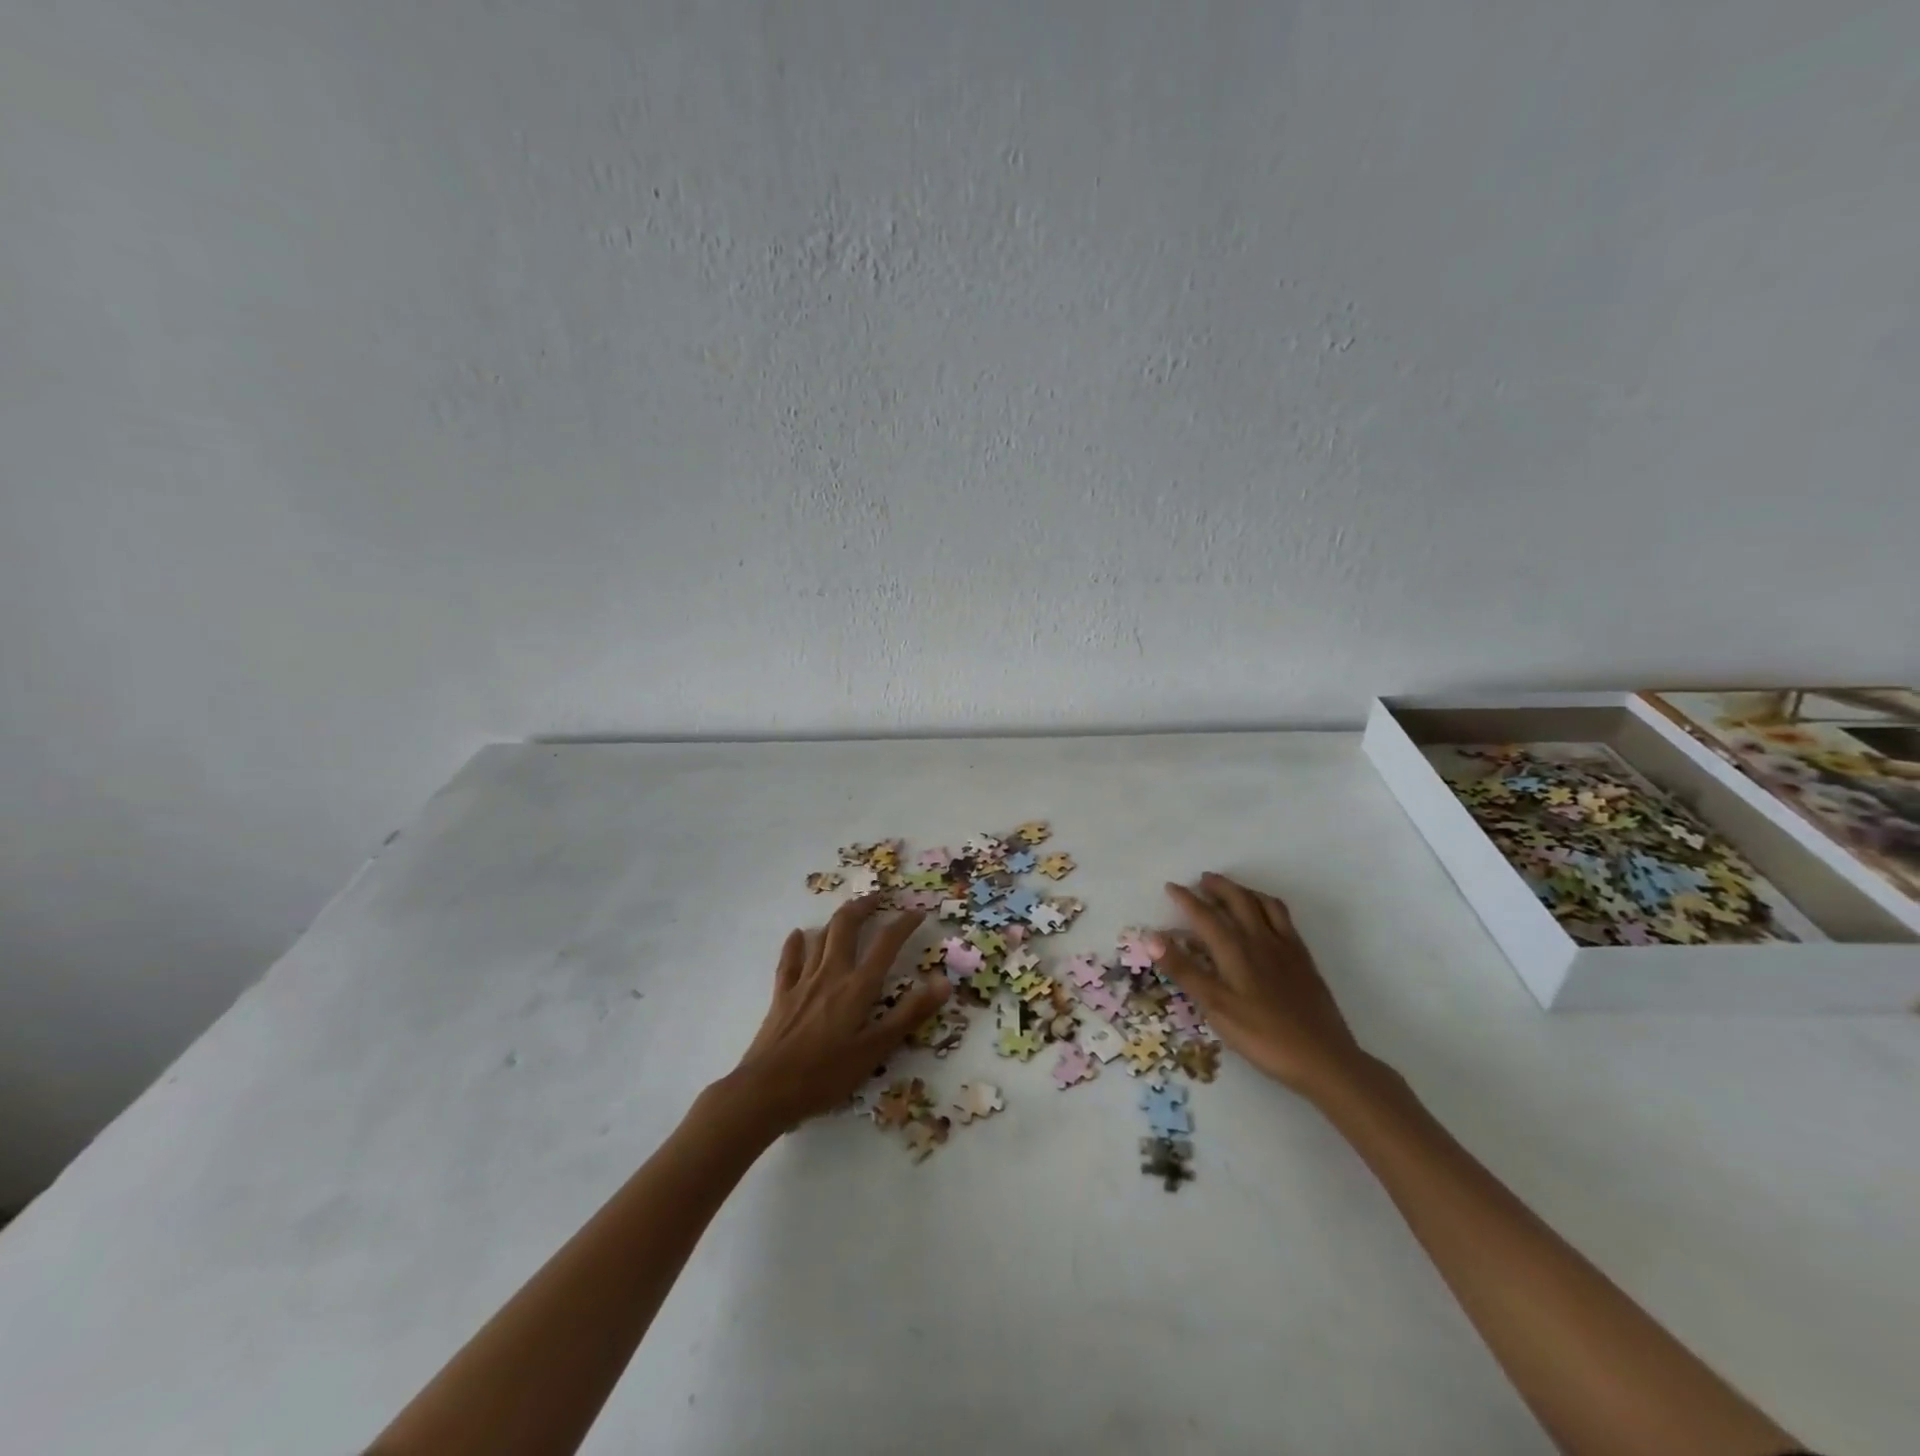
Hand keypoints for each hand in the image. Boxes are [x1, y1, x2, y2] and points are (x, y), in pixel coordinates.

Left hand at [724, 895, 949, 1130]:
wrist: (767, 1089)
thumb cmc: (826, 1074)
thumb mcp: (876, 1049)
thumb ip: (909, 1014)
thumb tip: (944, 982)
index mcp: (858, 987)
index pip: (886, 944)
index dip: (904, 924)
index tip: (918, 912)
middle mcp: (831, 974)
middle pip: (847, 927)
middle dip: (864, 907)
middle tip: (878, 897)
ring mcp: (803, 981)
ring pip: (821, 937)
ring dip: (837, 919)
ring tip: (849, 912)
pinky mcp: (782, 995)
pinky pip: (790, 959)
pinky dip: (796, 943)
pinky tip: (798, 934)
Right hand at [1158, 872, 1370, 1101]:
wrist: (1323, 1058)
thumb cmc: (1262, 1035)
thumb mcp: (1215, 1006)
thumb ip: (1184, 970)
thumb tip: (1152, 938)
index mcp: (1235, 950)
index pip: (1204, 915)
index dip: (1185, 899)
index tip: (1171, 887)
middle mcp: (1260, 939)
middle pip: (1237, 900)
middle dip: (1218, 886)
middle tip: (1202, 880)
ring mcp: (1285, 947)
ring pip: (1263, 904)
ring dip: (1244, 891)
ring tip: (1233, 890)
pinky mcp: (1304, 959)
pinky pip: (1284, 919)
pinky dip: (1268, 906)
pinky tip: (1266, 918)